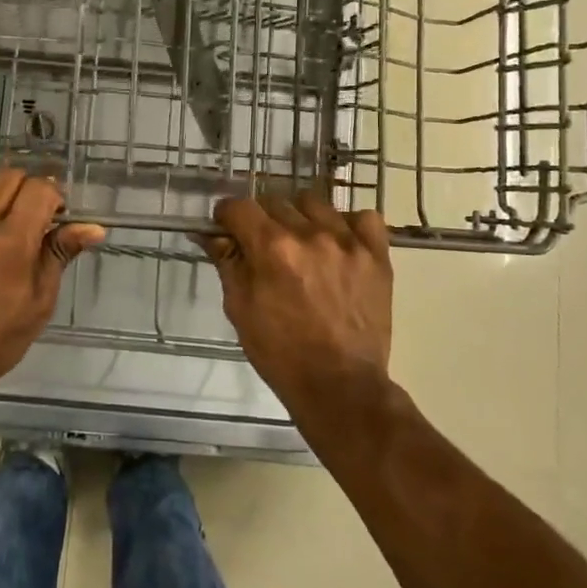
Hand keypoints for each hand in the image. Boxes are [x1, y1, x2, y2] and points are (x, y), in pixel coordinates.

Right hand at [203, 193, 393, 400]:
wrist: (340, 385)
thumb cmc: (280, 352)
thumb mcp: (240, 308)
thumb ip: (227, 262)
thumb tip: (209, 234)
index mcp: (271, 248)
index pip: (239, 206)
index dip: (227, 216)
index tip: (227, 229)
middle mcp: (309, 234)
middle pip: (275, 201)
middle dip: (261, 220)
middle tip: (263, 247)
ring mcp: (347, 242)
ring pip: (314, 204)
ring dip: (300, 218)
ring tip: (302, 244)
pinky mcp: (377, 255)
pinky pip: (363, 217)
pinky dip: (348, 224)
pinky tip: (339, 243)